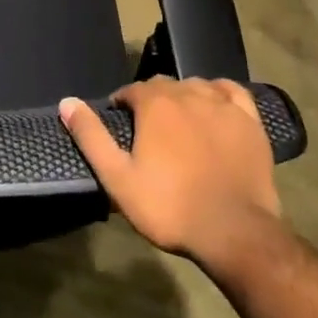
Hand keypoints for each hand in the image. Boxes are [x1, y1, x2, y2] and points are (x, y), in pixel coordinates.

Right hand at [60, 77, 285, 274]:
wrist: (234, 232)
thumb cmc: (170, 207)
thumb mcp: (118, 178)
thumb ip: (91, 137)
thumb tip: (67, 102)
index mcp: (155, 104)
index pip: (132, 90)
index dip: (123, 104)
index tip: (121, 122)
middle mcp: (188, 93)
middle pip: (164, 85)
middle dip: (152, 99)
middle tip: (148, 129)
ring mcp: (223, 105)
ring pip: (196, 85)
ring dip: (183, 96)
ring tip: (179, 120)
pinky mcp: (250, 121)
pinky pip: (232, 91)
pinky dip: (220, 92)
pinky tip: (216, 104)